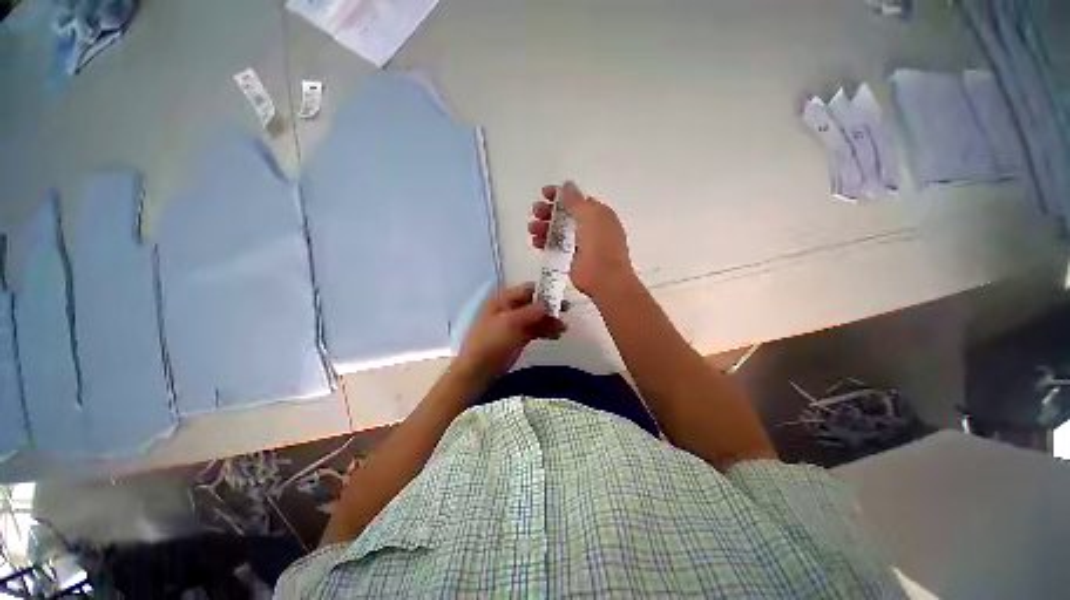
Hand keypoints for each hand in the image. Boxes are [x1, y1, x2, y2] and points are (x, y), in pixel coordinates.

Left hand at [455, 283, 566, 380]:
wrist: (479, 369)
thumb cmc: (491, 340)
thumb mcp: (510, 322)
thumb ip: (530, 311)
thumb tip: (547, 303)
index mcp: (504, 300)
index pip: (527, 290)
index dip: (543, 291)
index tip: (560, 295)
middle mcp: (510, 309)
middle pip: (534, 303)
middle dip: (549, 307)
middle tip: (566, 310)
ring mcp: (515, 324)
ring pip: (536, 318)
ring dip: (550, 321)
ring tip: (563, 328)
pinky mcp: (519, 338)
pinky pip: (535, 330)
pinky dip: (546, 331)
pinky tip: (556, 335)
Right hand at [529, 181, 637, 300]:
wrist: (605, 279)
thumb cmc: (600, 245)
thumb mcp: (591, 217)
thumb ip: (576, 201)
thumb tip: (567, 185)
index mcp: (598, 215)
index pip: (577, 200)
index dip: (560, 195)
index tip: (544, 193)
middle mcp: (589, 227)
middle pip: (565, 215)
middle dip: (549, 211)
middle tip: (535, 211)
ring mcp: (580, 244)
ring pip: (558, 231)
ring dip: (544, 227)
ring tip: (532, 228)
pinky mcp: (571, 259)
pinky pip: (555, 246)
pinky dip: (545, 242)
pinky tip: (535, 242)